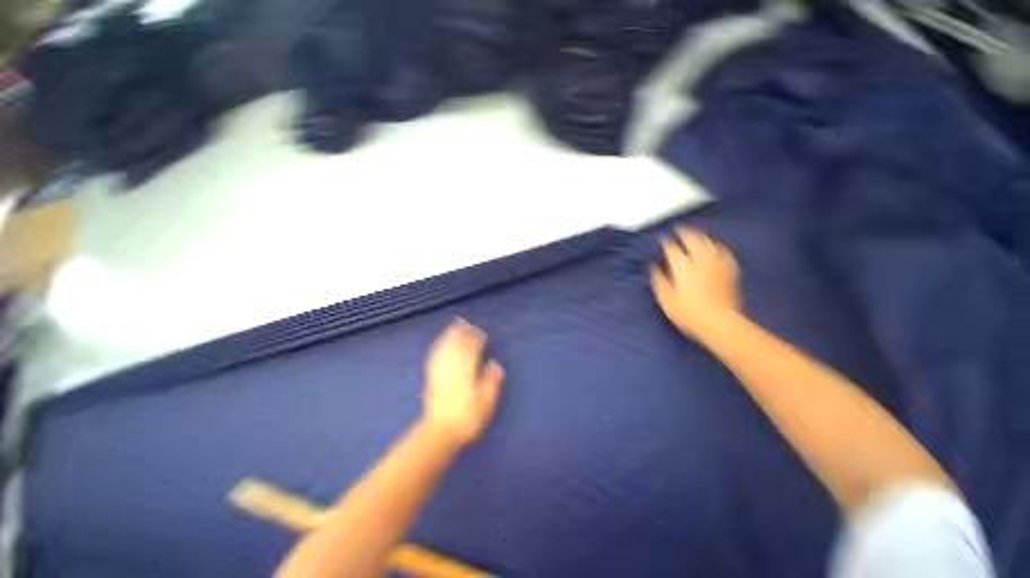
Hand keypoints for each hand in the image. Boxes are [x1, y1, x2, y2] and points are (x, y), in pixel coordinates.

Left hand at [422, 319, 504, 447]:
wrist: (441, 432)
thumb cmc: (468, 418)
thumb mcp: (486, 402)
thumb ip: (491, 381)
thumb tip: (495, 363)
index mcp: (467, 371)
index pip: (472, 350)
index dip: (476, 340)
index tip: (481, 333)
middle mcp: (453, 368)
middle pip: (457, 345)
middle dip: (462, 333)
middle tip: (467, 323)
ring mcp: (441, 372)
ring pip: (445, 348)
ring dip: (450, 335)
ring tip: (455, 325)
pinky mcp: (432, 377)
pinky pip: (435, 356)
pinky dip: (439, 345)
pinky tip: (441, 342)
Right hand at [651, 228, 741, 340]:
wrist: (719, 323)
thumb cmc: (688, 313)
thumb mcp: (666, 299)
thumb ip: (659, 280)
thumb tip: (653, 266)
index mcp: (683, 268)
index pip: (672, 249)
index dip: (666, 242)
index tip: (662, 238)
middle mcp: (700, 262)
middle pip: (693, 241)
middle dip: (685, 232)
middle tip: (680, 229)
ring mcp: (717, 265)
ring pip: (709, 243)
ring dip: (701, 236)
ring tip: (696, 233)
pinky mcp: (729, 271)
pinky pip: (724, 253)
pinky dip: (718, 246)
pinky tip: (717, 246)